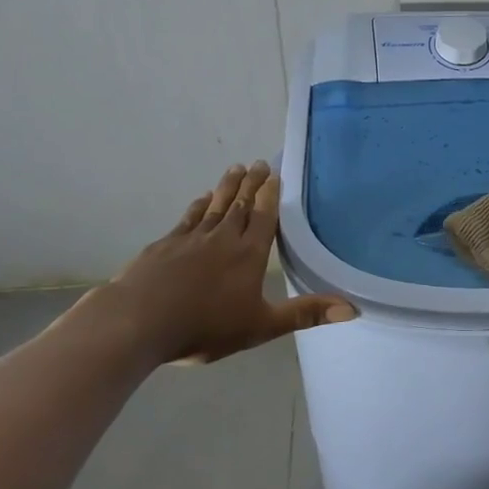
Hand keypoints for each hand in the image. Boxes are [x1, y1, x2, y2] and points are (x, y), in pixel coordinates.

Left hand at [79, 161, 353, 364]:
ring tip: (235, 168)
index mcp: (249, 254)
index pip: (264, 217)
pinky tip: (200, 200)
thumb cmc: (204, 326)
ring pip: (214, 206)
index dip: (270, 195)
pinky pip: (187, 219)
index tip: (275, 173)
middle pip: (240, 205)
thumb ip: (305, 314)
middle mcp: (222, 239)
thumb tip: (352, 309)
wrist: (136, 323)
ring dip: (226, 187)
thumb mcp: (261, 326)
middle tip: (258, 162)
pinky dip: (197, 206)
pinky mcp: (164, 246)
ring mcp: (190, 240)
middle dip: (251, 184)